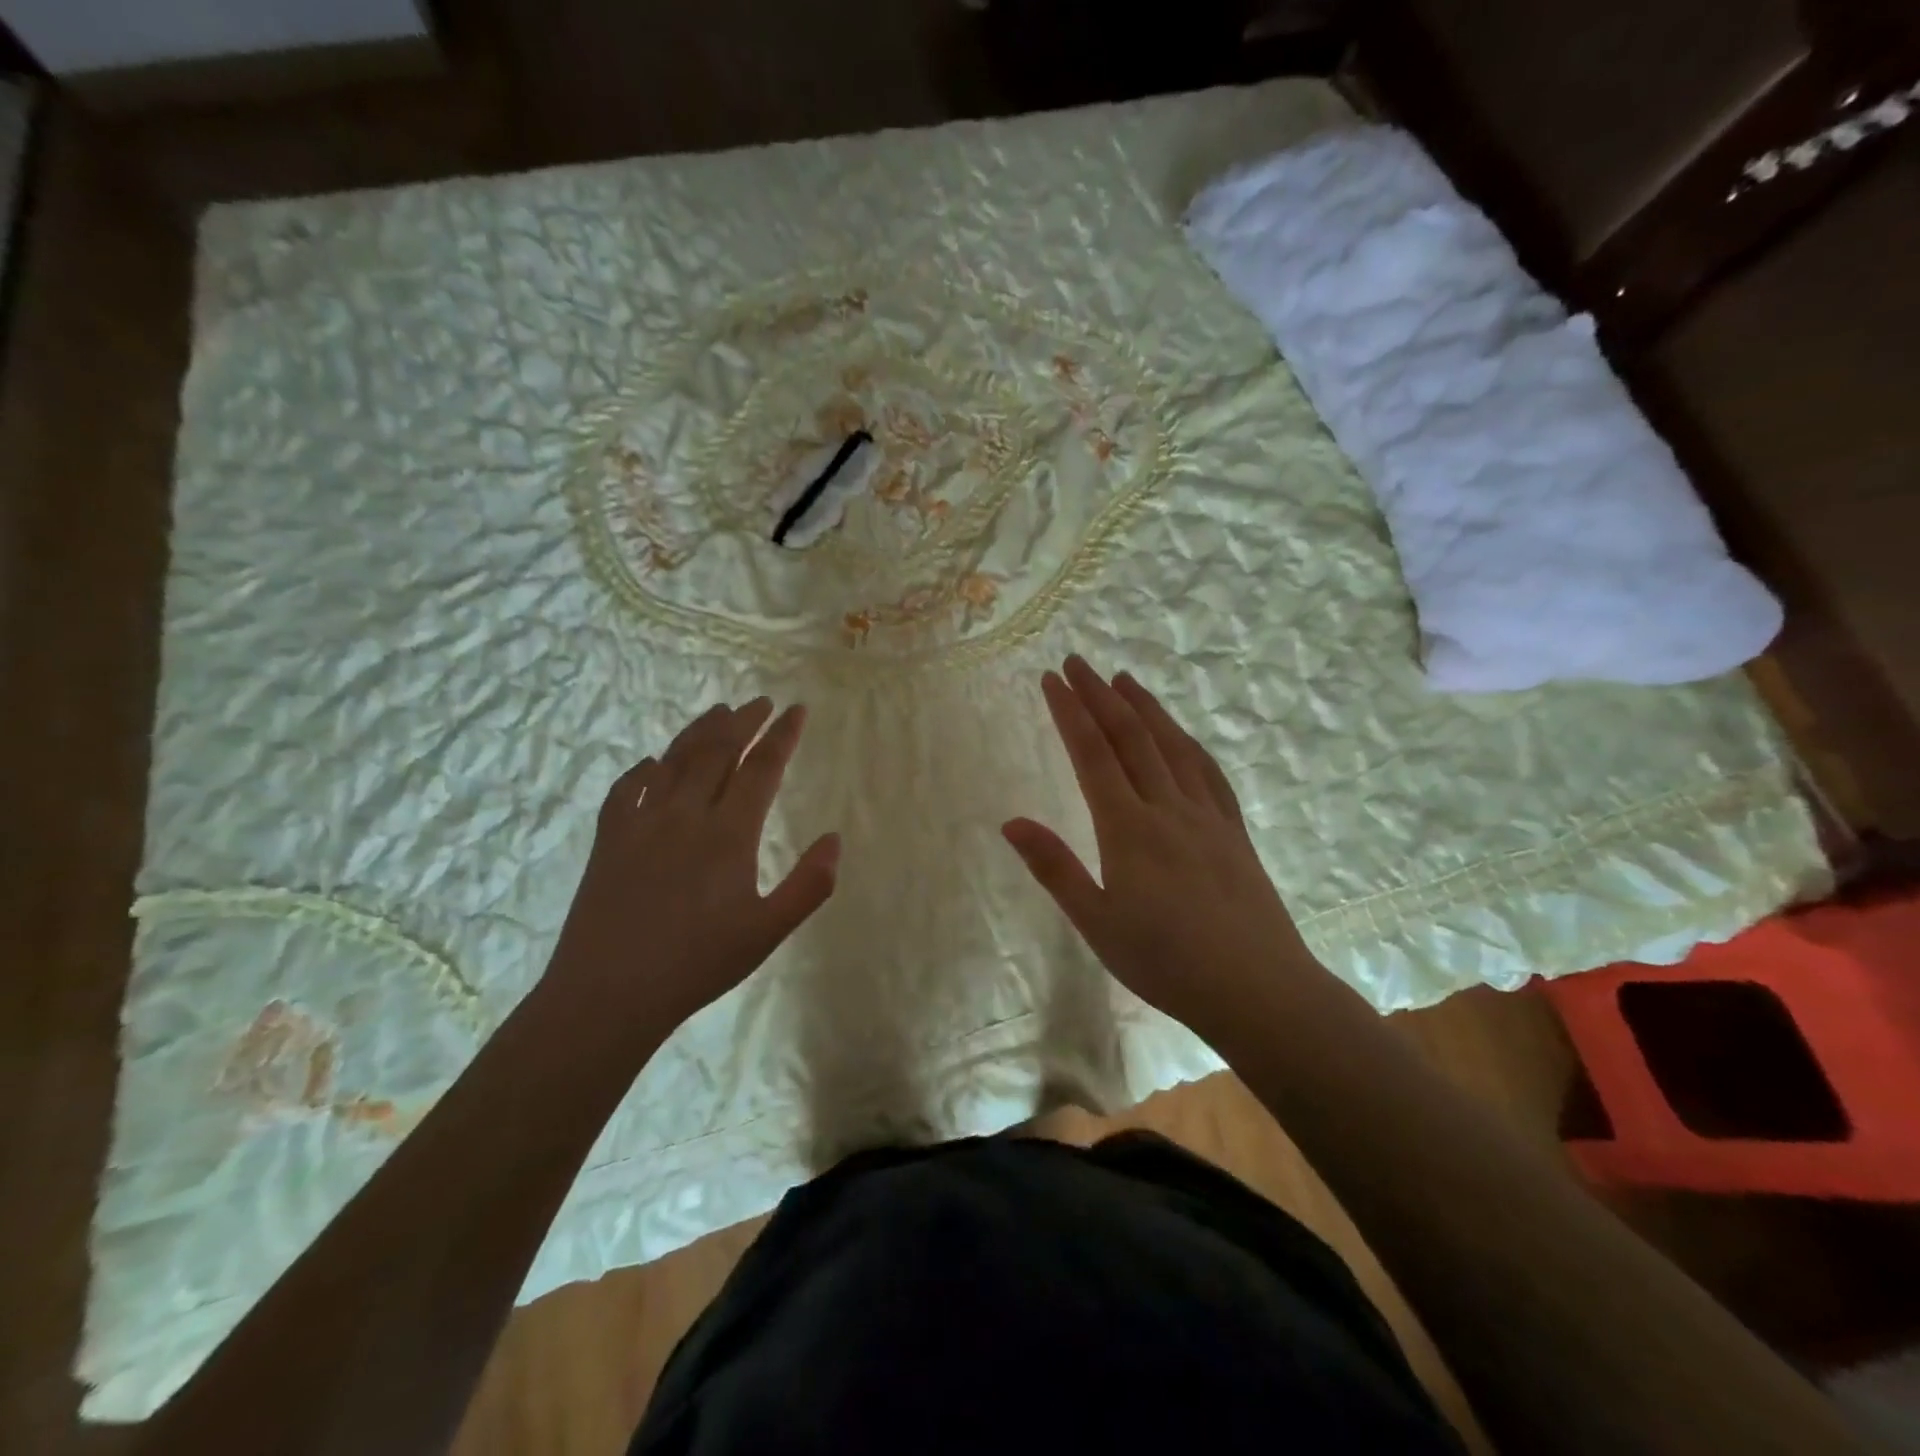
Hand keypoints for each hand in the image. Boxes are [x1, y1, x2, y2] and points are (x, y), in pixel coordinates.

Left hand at [549, 698, 839, 1036]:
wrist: (607, 994)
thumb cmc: (696, 965)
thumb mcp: (766, 933)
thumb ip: (808, 885)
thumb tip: (834, 840)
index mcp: (728, 834)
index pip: (761, 769)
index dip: (782, 736)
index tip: (797, 710)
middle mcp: (685, 815)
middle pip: (718, 752)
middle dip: (743, 722)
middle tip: (761, 702)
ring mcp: (641, 823)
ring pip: (674, 760)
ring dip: (699, 732)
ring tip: (718, 712)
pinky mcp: (609, 839)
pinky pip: (627, 790)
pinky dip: (645, 770)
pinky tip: (652, 765)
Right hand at [1002, 657, 1319, 1047]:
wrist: (1258, 988)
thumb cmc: (1166, 962)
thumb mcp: (1097, 923)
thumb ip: (1054, 868)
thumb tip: (1010, 822)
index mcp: (1129, 829)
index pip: (1092, 754)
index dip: (1070, 712)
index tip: (1051, 679)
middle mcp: (1168, 808)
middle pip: (1131, 737)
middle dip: (1101, 695)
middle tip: (1079, 662)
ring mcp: (1207, 816)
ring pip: (1172, 746)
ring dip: (1146, 708)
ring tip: (1125, 680)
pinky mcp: (1233, 831)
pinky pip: (1208, 772)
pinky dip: (1189, 743)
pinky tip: (1181, 735)